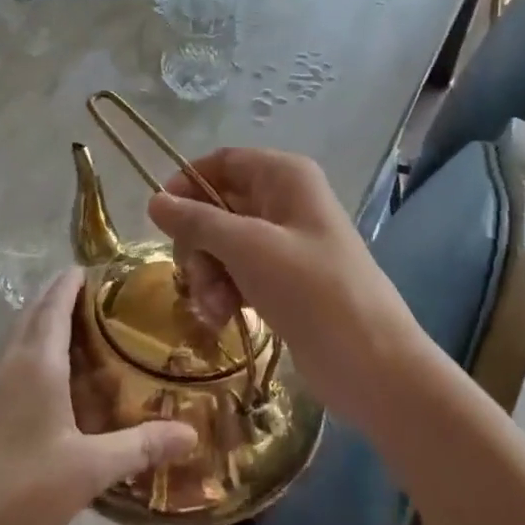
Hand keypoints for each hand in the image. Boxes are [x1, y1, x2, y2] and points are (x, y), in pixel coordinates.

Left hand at [0, 268, 197, 524]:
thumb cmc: (25, 492)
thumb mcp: (92, 469)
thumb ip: (142, 446)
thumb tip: (191, 433)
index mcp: (36, 365)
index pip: (54, 305)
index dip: (71, 282)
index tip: (95, 267)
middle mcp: (9, 365)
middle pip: (32, 314)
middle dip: (58, 295)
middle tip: (97, 292)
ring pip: (17, 336)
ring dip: (42, 320)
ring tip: (79, 324)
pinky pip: (10, 360)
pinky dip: (31, 348)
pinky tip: (51, 375)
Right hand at [147, 148, 416, 420]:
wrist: (371, 362)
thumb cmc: (311, 290)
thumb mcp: (248, 248)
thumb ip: (197, 221)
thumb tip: (154, 200)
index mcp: (285, 176)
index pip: (223, 162)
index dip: (188, 184)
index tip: (159, 217)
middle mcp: (285, 202)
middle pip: (217, 206)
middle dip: (198, 243)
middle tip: (194, 277)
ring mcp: (285, 243)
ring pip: (223, 245)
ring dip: (208, 275)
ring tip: (214, 309)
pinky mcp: (284, 281)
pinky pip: (238, 273)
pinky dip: (225, 292)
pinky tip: (223, 319)